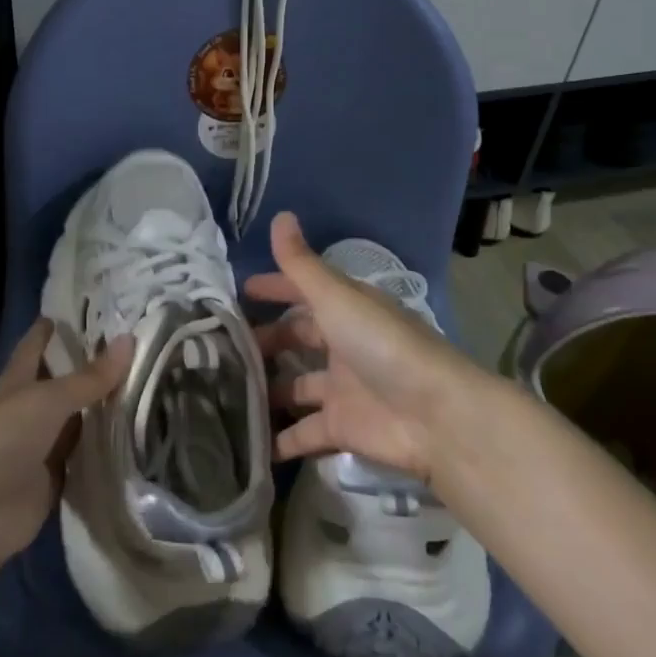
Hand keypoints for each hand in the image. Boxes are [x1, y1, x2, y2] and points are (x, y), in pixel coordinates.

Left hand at [0, 319, 128, 577]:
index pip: (37, 346)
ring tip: (150, 391)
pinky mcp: (52, 486)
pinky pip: (84, 464)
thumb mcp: (47, 400)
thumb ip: (90, 378)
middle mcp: (29, 412)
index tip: (84, 310)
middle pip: (63, 386)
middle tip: (137, 351)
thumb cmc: (0, 438)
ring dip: (104, 414)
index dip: (54, 329)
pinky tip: (138, 442)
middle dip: (93, 371)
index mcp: (18, 381)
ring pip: (78, 425)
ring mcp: (41, 450)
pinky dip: (105, 455)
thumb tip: (130, 339)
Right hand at [247, 211, 472, 482]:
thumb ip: (301, 264)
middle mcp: (343, 345)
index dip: (273, 288)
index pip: (302, 292)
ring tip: (223, 391)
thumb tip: (280, 214)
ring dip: (266, 388)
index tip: (238, 292)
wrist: (434, 415)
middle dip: (264, 342)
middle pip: (297, 339)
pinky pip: (303, 432)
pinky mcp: (342, 428)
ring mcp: (342, 389)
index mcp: (346, 309)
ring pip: (295, 386)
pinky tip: (246, 442)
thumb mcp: (336, 297)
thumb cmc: (381, 345)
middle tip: (221, 347)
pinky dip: (280, 439)